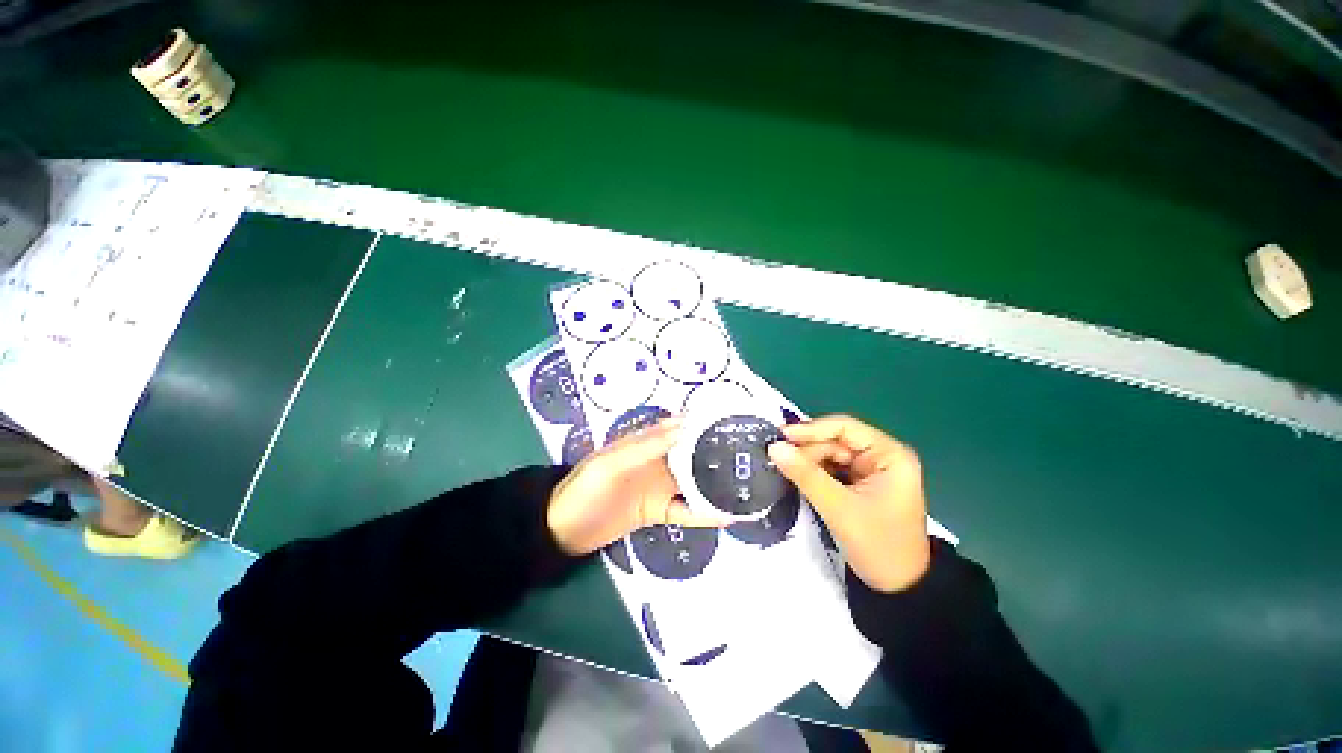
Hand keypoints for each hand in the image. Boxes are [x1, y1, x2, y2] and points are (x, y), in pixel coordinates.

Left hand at [547, 418, 726, 555]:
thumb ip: (645, 447)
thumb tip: (684, 427)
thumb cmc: (584, 490)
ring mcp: (658, 487)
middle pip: (690, 454)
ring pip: (693, 482)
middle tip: (748, 455)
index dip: (701, 422)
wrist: (561, 532)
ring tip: (744, 484)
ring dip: (714, 483)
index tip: (730, 421)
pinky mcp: (657, 511)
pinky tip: (726, 517)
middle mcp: (656, 462)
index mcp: (644, 444)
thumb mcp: (610, 464)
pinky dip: (704, 513)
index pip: (677, 427)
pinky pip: (685, 510)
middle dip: (715, 452)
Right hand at [767, 414, 929, 592]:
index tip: (780, 436)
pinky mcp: (861, 484)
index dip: (810, 429)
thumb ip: (805, 474)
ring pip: (830, 455)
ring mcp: (871, 471)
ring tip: (781, 466)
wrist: (899, 589)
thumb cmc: (878, 545)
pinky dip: (813, 472)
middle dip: (806, 449)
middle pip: (835, 441)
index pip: (844, 427)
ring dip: (807, 461)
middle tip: (775, 456)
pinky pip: (831, 469)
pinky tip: (795, 475)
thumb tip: (774, 447)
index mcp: (889, 455)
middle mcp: (881, 456)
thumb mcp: (838, 508)